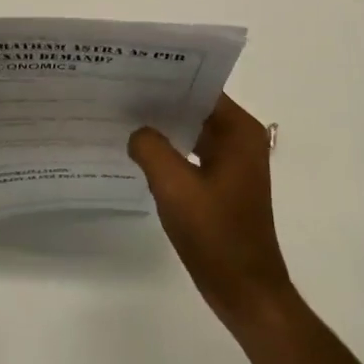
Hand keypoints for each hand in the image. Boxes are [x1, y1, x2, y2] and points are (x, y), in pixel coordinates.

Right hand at [127, 94, 297, 341]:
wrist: (245, 292)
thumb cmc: (216, 235)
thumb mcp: (174, 187)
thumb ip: (150, 148)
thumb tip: (137, 132)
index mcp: (239, 132)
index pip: (200, 87)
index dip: (166, 78)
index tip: (130, 71)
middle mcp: (241, 140)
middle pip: (195, 106)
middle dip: (160, 100)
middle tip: (117, 91)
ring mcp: (232, 163)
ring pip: (191, 130)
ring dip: (163, 126)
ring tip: (121, 116)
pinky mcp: (222, 184)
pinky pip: (191, 153)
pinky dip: (169, 150)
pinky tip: (138, 152)